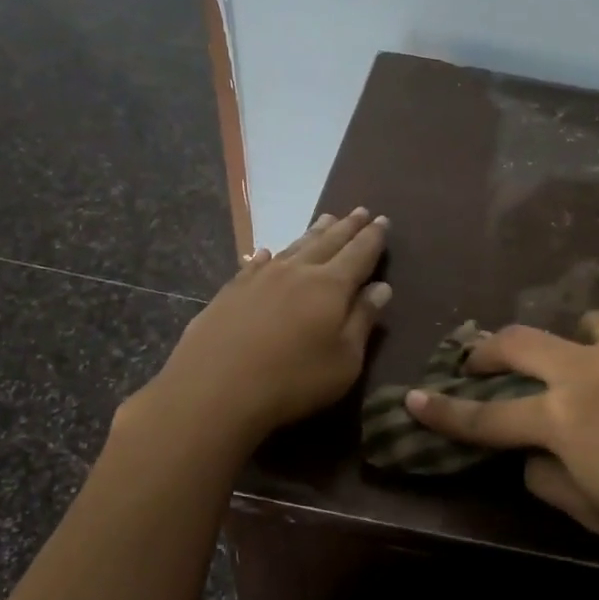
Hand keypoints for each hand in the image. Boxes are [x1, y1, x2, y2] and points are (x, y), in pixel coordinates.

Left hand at [136, 209, 391, 450]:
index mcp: (331, 287)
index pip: (359, 253)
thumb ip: (363, 321)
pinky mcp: (232, 291)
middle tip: (360, 211)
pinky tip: (269, 253)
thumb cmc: (293, 380)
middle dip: (347, 227)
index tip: (383, 220)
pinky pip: (257, 263)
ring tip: (326, 219)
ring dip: (313, 232)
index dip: (373, 237)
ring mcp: (261, 278)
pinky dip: (269, 255)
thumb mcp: (344, 360)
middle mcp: (297, 272)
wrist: (215, 388)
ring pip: (294, 247)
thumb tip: (381, 288)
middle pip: (328, 242)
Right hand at [405, 312, 598, 598]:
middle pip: (523, 341)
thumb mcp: (597, 514)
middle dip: (490, 350)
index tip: (413, 400)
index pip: (487, 416)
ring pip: (591, 326)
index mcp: (565, 416)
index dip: (444, 412)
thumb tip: (534, 457)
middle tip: (479, 361)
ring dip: (575, 346)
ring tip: (589, 372)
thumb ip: (550, 479)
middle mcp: (594, 368)